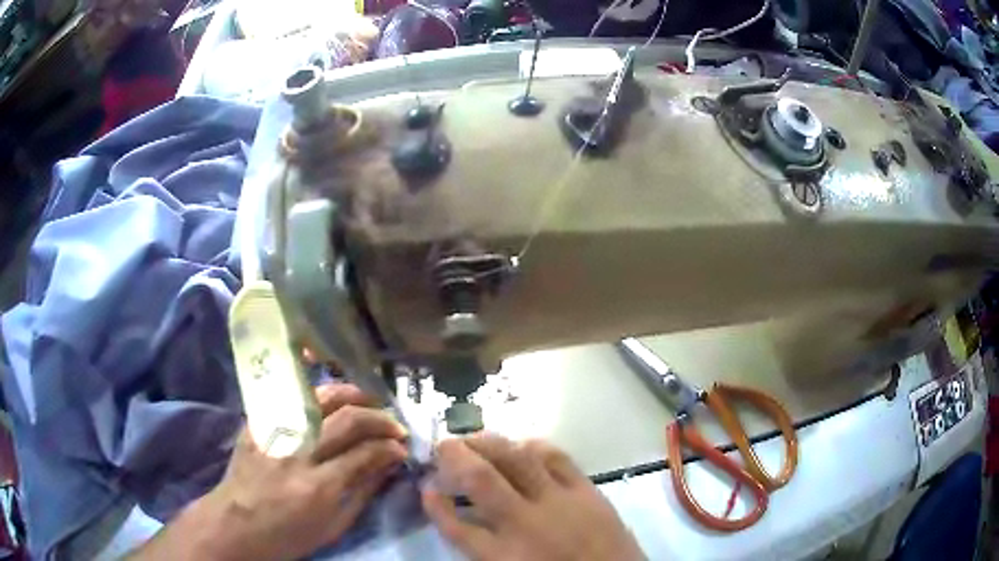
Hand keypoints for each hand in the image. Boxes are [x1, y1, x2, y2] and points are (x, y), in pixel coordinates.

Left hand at [135, 384, 407, 559]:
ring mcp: (274, 433)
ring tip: (367, 399)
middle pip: (346, 420)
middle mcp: (297, 454)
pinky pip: (288, 397)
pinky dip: (313, 390)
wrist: (235, 525)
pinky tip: (328, 393)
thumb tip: (388, 465)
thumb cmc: (287, 536)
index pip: (364, 454)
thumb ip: (362, 493)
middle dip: (378, 419)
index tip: (402, 448)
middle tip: (393, 425)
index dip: (389, 447)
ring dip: (350, 394)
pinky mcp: (257, 423)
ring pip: (318, 399)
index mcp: (318, 487)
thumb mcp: (332, 528)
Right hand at [422, 434, 643, 560]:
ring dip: (489, 443)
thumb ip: (486, 551)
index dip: (435, 506)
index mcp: (504, 557)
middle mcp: (525, 524)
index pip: (455, 526)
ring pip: (516, 460)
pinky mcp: (587, 490)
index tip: (426, 489)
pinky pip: (557, 457)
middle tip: (443, 445)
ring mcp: (559, 502)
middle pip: (480, 480)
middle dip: (454, 457)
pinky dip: (534, 446)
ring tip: (474, 437)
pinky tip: (522, 444)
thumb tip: (464, 522)